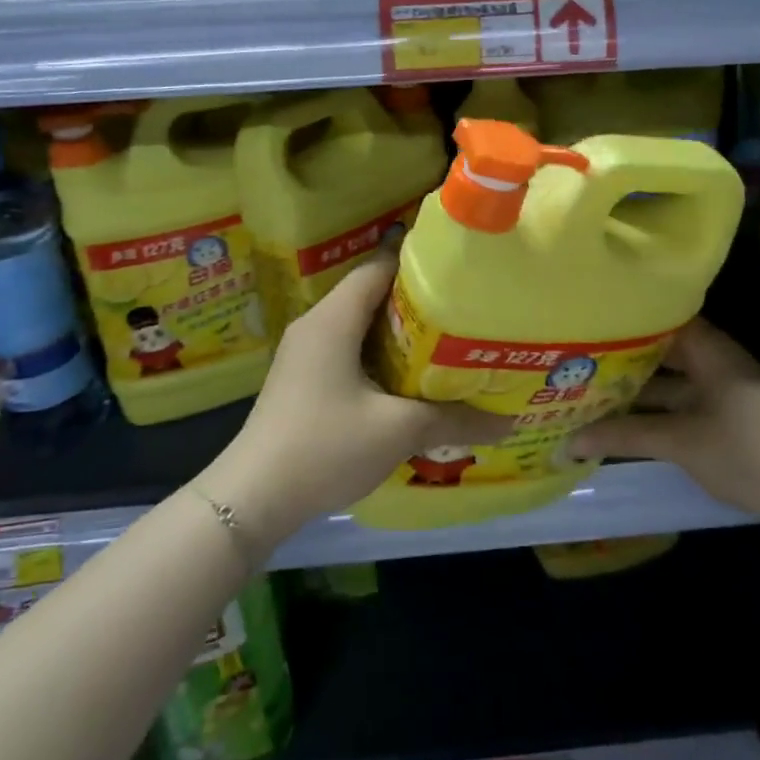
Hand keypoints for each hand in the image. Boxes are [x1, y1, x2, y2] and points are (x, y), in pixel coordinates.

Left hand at [194, 245, 499, 548]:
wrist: (252, 498)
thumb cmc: (325, 447)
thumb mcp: (397, 431)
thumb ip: (453, 419)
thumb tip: (507, 422)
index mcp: (334, 318)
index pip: (379, 267)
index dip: (419, 261)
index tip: (459, 266)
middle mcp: (317, 324)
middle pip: (372, 293)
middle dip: (417, 299)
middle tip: (465, 306)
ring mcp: (306, 353)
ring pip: (361, 325)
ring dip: (400, 331)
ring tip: (448, 340)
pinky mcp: (304, 379)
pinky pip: (349, 349)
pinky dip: (380, 354)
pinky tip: (409, 377)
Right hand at [569, 319, 759, 521]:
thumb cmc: (744, 448)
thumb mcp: (679, 441)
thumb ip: (623, 435)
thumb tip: (567, 441)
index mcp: (706, 349)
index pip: (657, 318)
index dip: (622, 320)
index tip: (585, 324)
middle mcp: (713, 361)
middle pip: (659, 352)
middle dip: (621, 360)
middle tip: (576, 361)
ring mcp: (720, 390)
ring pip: (668, 382)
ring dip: (636, 390)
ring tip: (589, 391)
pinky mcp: (725, 418)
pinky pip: (679, 404)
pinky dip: (653, 410)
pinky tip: (623, 421)